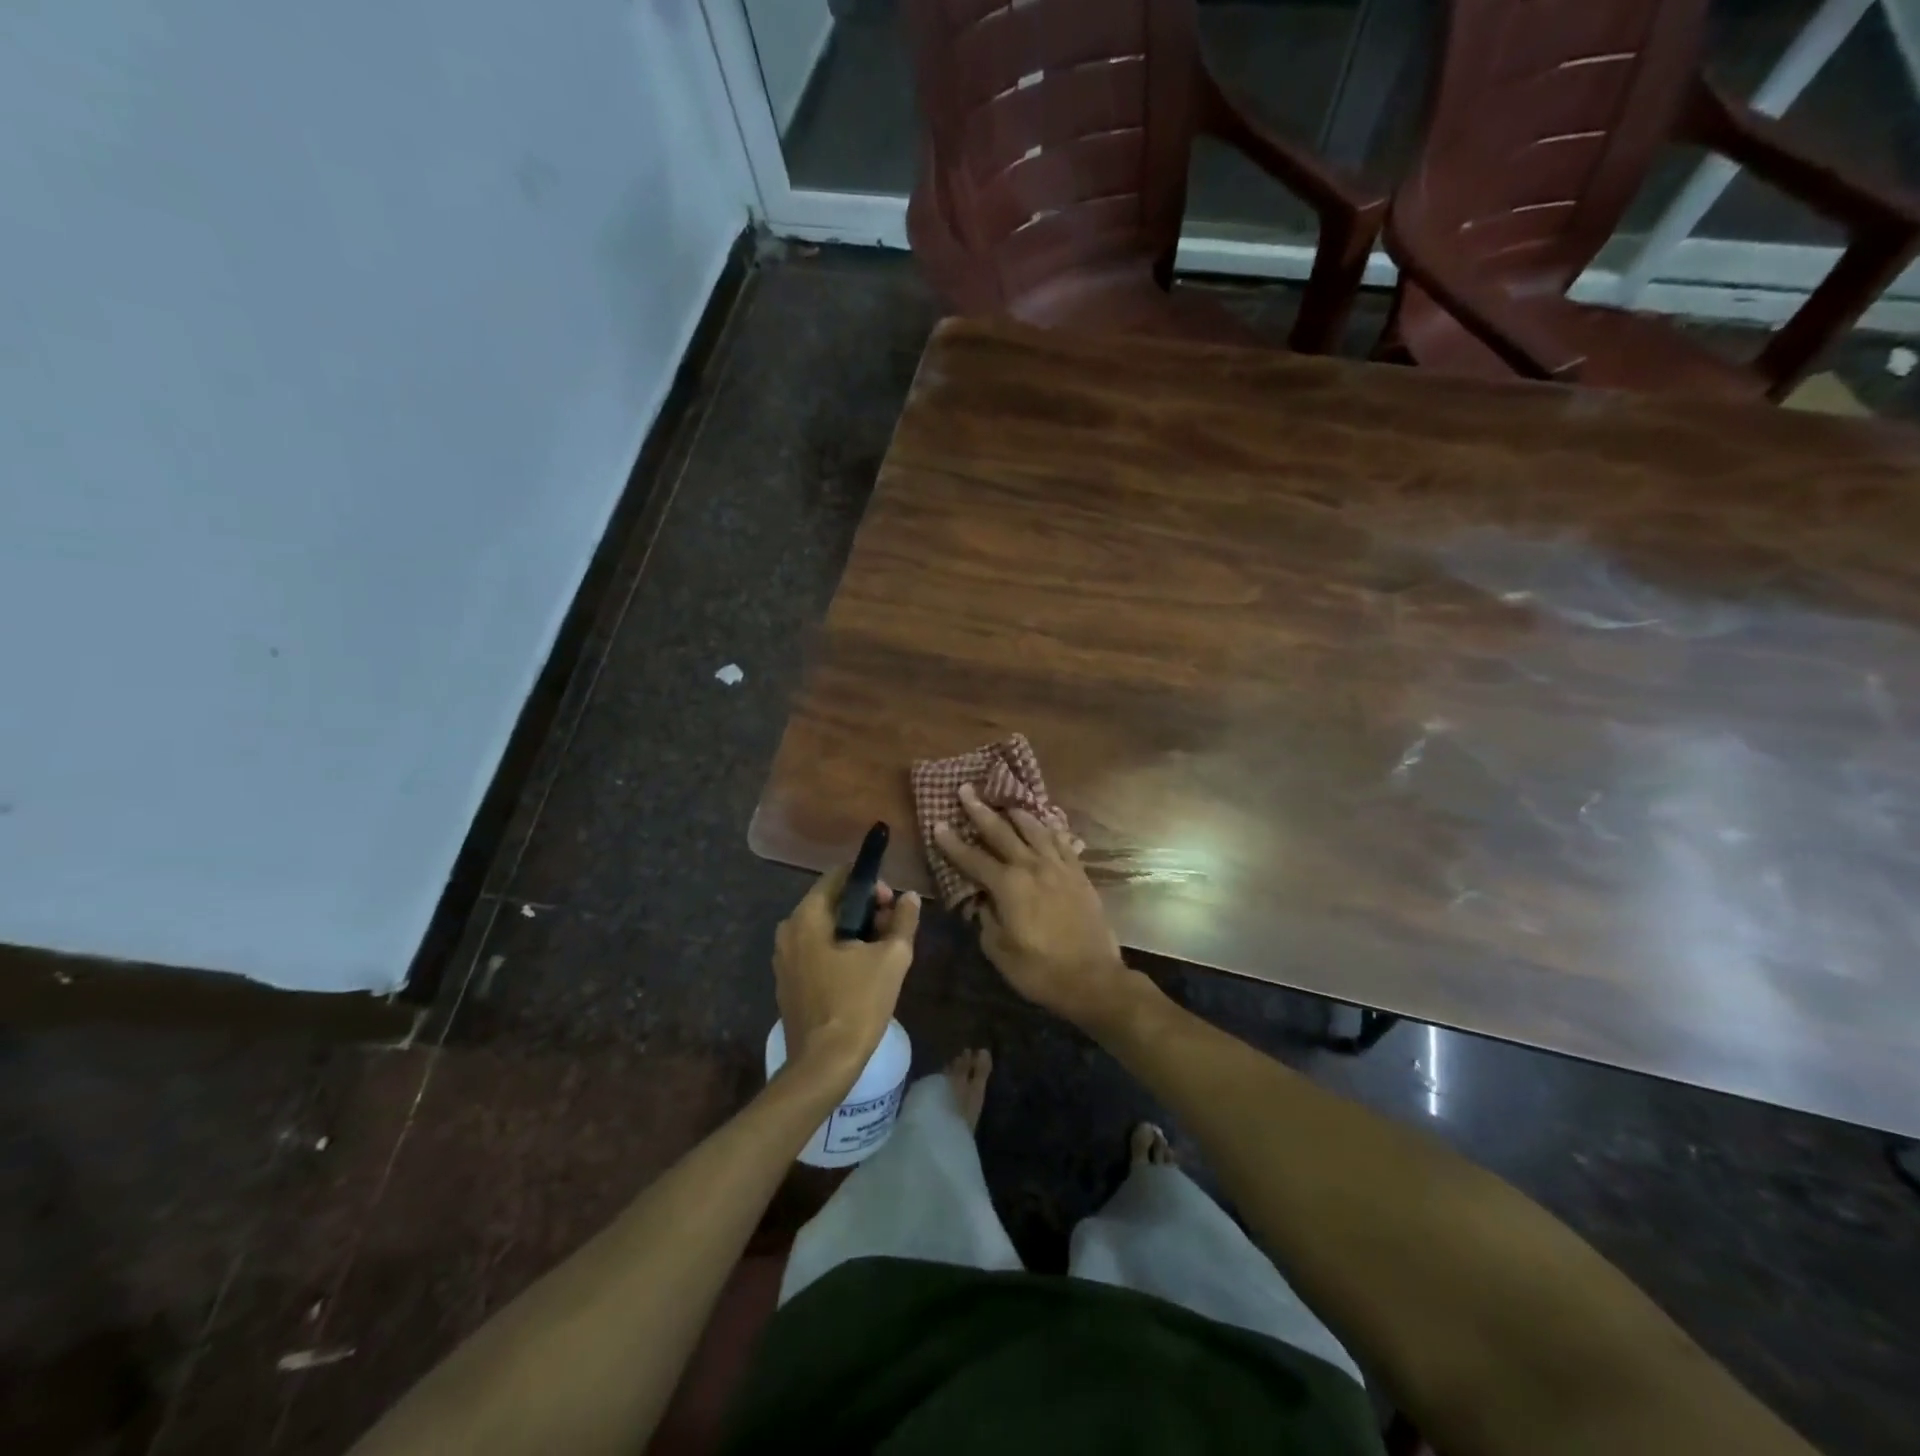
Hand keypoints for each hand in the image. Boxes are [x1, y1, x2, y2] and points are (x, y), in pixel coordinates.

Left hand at [773, 865, 919, 1086]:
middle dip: (865, 908)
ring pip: (824, 927)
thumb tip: (910, 897)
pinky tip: (860, 971)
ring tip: (881, 951)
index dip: (870, 883)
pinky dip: (838, 950)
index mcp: (807, 916)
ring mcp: (784, 957)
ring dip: (854, 930)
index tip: (892, 904)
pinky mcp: (787, 981)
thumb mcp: (892, 958)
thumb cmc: (858, 1003)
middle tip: (892, 929)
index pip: (839, 876)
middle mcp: (788, 930)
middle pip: (832, 901)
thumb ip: (903, 920)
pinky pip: (815, 950)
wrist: (823, 1064)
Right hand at [933, 785, 1133, 1029]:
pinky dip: (1050, 829)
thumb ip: (986, 918)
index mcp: (1009, 885)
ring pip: (1035, 830)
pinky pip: (1062, 842)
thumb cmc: (1040, 970)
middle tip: (966, 790)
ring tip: (1006, 802)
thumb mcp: (999, 950)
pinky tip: (1045, 824)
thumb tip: (980, 900)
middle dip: (981, 811)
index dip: (953, 842)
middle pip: (1002, 832)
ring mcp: (1059, 867)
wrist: (1093, 979)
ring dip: (1017, 814)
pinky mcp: (1079, 874)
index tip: (938, 823)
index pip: (973, 858)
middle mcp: (1033, 867)